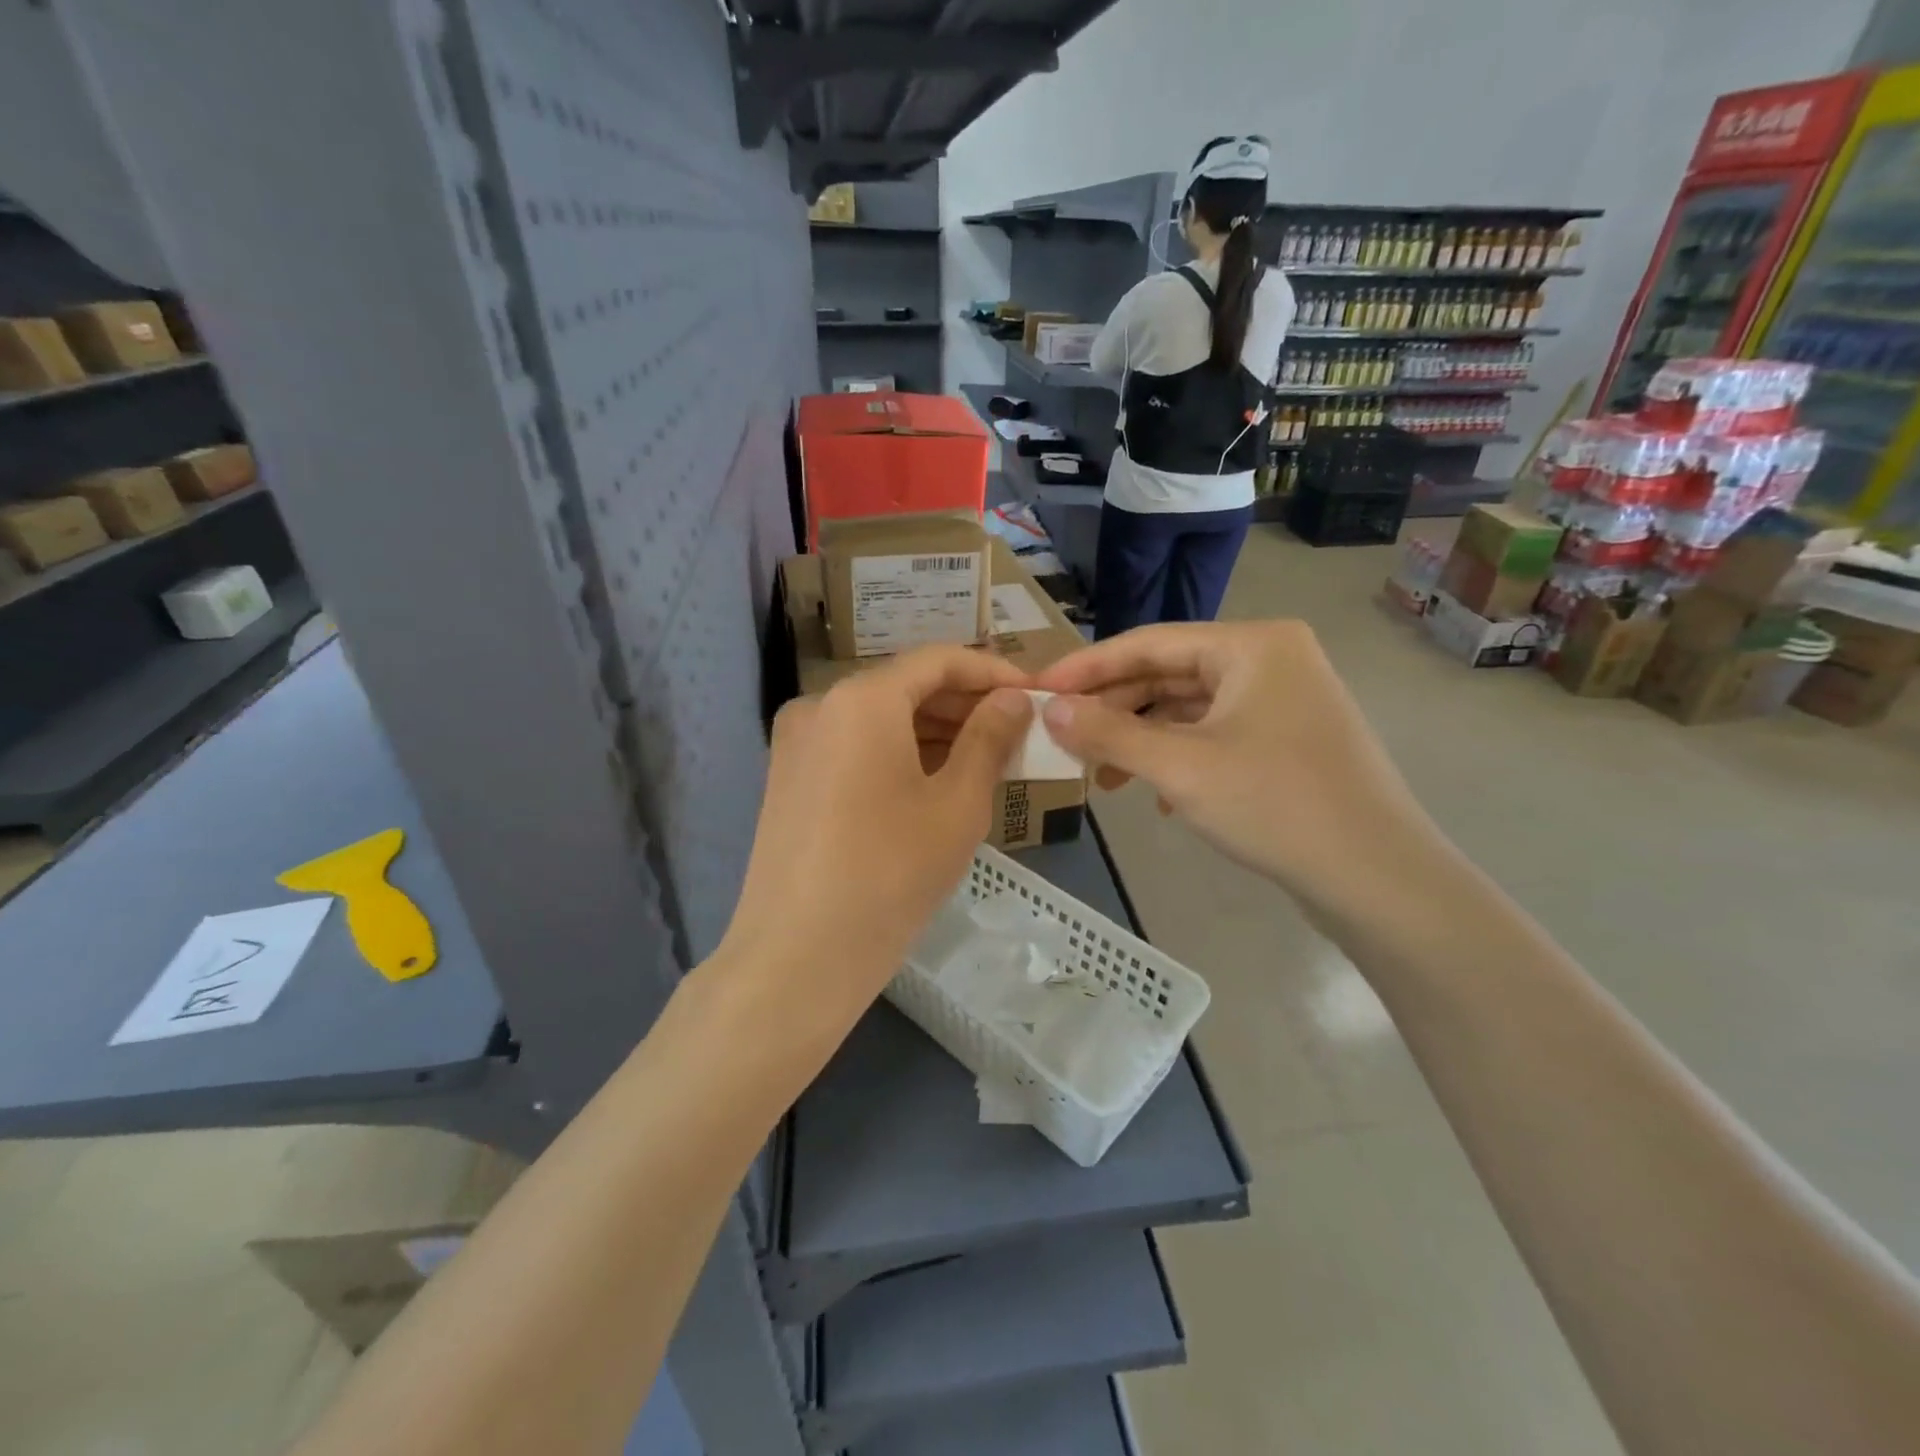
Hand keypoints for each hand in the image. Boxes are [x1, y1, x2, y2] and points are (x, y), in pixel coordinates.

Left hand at [718, 647, 1032, 1032]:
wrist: (798, 956)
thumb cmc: (890, 874)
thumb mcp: (957, 804)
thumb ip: (990, 738)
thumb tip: (1013, 699)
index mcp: (862, 698)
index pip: (939, 660)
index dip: (993, 672)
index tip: (1035, 694)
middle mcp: (820, 704)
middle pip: (905, 686)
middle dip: (965, 704)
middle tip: (1017, 732)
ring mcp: (796, 742)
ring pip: (879, 718)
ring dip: (934, 731)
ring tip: (986, 758)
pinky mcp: (788, 777)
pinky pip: (854, 747)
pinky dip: (899, 753)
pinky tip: (935, 781)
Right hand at [1032, 621, 1438, 915]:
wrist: (1376, 878)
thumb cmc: (1274, 805)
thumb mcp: (1179, 767)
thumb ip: (1109, 733)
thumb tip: (1049, 709)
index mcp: (1251, 645)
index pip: (1148, 642)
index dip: (1087, 667)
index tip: (1038, 690)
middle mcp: (1270, 659)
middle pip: (1169, 674)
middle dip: (1114, 709)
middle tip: (1063, 739)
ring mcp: (1283, 700)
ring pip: (1190, 709)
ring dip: (1142, 739)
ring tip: (1101, 776)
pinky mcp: (1287, 739)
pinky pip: (1215, 734)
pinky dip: (1177, 757)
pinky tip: (1156, 796)